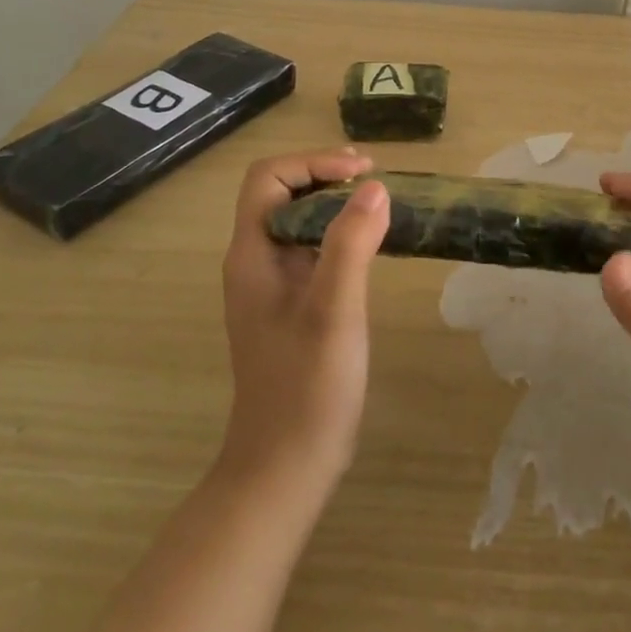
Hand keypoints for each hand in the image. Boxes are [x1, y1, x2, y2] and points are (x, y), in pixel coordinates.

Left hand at [218, 150, 389, 498]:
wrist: (285, 469)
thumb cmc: (306, 389)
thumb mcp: (334, 311)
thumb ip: (350, 245)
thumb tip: (373, 186)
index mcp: (252, 255)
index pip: (268, 178)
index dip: (313, 162)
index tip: (363, 173)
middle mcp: (254, 262)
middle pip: (282, 193)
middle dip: (326, 175)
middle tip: (376, 183)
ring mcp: (271, 286)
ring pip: (297, 221)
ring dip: (335, 203)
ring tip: (379, 206)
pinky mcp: (290, 306)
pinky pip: (311, 250)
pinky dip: (339, 234)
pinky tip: (371, 247)